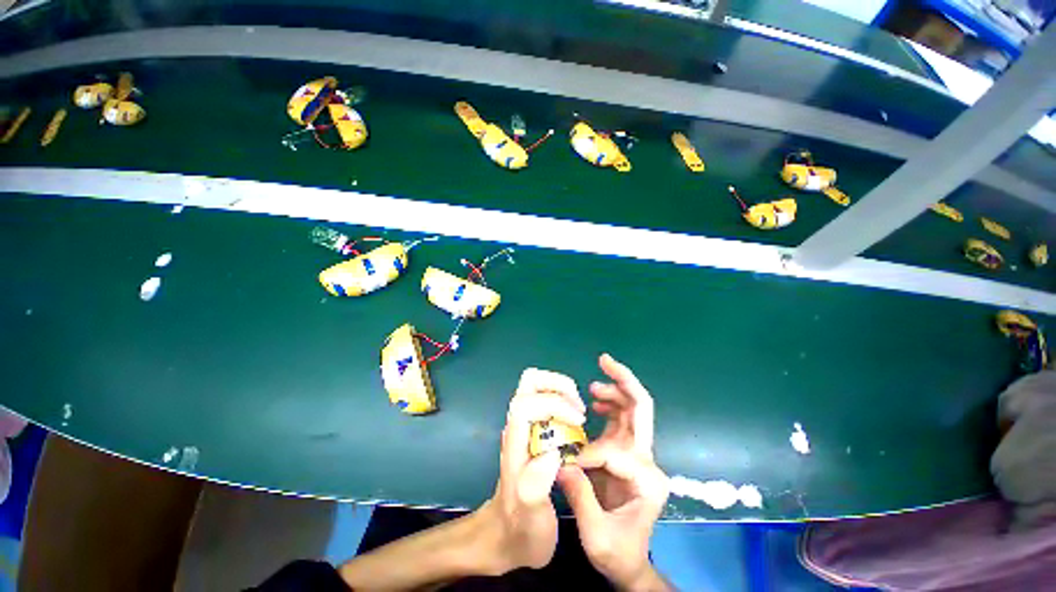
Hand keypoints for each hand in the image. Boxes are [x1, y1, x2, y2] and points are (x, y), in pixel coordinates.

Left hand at [476, 367, 586, 573]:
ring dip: (561, 389)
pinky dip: (562, 398)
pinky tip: (575, 422)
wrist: (506, 538)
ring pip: (537, 385)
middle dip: (558, 385)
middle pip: (530, 381)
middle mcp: (517, 426)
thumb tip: (552, 452)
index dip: (555, 403)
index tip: (579, 421)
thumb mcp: (530, 518)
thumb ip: (534, 487)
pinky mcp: (532, 429)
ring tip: (579, 414)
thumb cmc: (520, 530)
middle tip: (578, 409)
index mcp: (515, 443)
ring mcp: (524, 425)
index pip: (526, 402)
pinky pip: (545, 398)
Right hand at [558, 354, 670, 589]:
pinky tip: (595, 400)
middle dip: (624, 382)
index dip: (589, 456)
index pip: (617, 451)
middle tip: (605, 361)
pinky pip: (620, 419)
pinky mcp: (626, 452)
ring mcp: (638, 454)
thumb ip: (580, 497)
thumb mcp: (597, 536)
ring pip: (632, 410)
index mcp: (647, 480)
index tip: (569, 469)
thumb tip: (561, 462)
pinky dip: (610, 403)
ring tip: (594, 386)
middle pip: (642, 410)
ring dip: (615, 391)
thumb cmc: (618, 553)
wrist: (630, 563)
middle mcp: (648, 461)